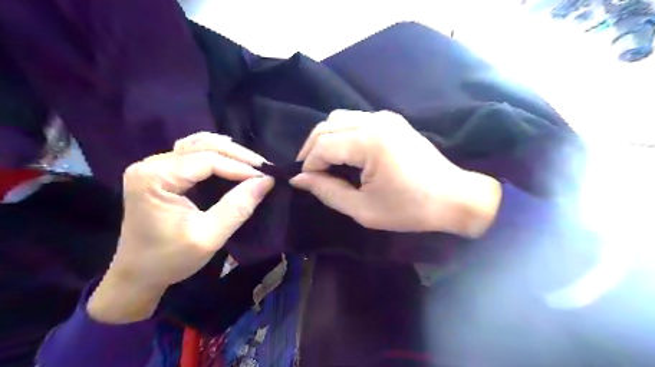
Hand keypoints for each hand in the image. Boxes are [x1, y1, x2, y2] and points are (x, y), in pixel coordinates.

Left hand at [88, 133, 272, 322]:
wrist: (138, 274)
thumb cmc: (169, 259)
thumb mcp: (209, 237)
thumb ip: (237, 207)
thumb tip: (267, 181)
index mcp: (155, 178)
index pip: (206, 160)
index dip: (240, 167)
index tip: (266, 178)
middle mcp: (151, 164)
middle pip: (202, 146)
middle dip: (238, 156)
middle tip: (264, 169)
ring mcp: (154, 165)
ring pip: (199, 145)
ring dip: (229, 152)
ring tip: (252, 164)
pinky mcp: (161, 171)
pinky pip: (193, 152)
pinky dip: (216, 154)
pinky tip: (231, 158)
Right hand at [291, 109, 501, 234]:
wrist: (454, 197)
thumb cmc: (410, 208)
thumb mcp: (364, 209)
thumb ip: (328, 191)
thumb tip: (300, 179)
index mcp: (369, 142)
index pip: (323, 145)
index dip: (308, 164)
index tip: (304, 183)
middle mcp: (375, 121)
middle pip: (327, 126)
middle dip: (311, 148)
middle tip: (308, 173)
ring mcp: (386, 117)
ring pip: (339, 118)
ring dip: (325, 138)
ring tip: (322, 162)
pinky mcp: (392, 121)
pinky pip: (355, 120)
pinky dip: (341, 134)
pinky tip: (342, 152)